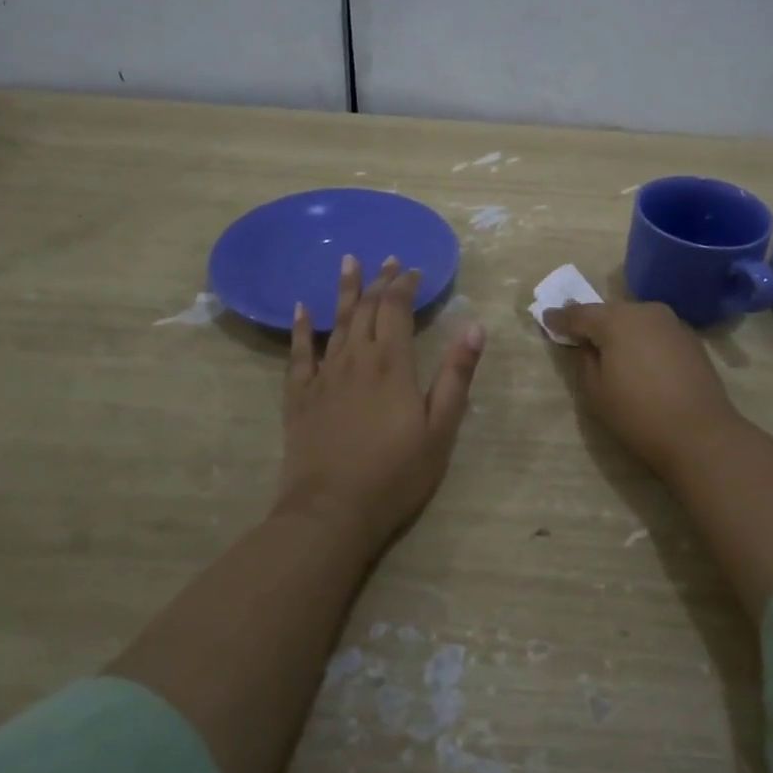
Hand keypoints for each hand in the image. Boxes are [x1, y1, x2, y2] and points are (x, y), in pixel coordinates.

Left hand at [277, 255, 485, 552]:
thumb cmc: (395, 474)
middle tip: (387, 260)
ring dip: (345, 291)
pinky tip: (302, 309)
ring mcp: (323, 376)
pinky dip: (301, 328)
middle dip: (379, 282)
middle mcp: (355, 359)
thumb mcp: (440, 429)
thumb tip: (474, 327)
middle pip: (367, 309)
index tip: (412, 269)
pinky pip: (298, 353)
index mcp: (391, 364)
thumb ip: (455, 376)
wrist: (331, 512)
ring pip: (335, 322)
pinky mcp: (299, 396)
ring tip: (348, 262)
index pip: (397, 309)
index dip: (404, 285)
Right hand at [544, 300, 742, 474]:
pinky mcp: (690, 338)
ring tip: (609, 348)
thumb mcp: (596, 391)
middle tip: (577, 333)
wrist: (700, 433)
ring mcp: (672, 322)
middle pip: (609, 312)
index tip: (546, 319)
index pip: (579, 314)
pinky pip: (655, 331)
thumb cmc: (639, 414)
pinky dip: (642, 339)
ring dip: (620, 329)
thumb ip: (586, 359)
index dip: (560, 318)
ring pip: (635, 319)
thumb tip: (590, 344)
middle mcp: (645, 311)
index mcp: (616, 320)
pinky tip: (639, 359)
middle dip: (592, 321)